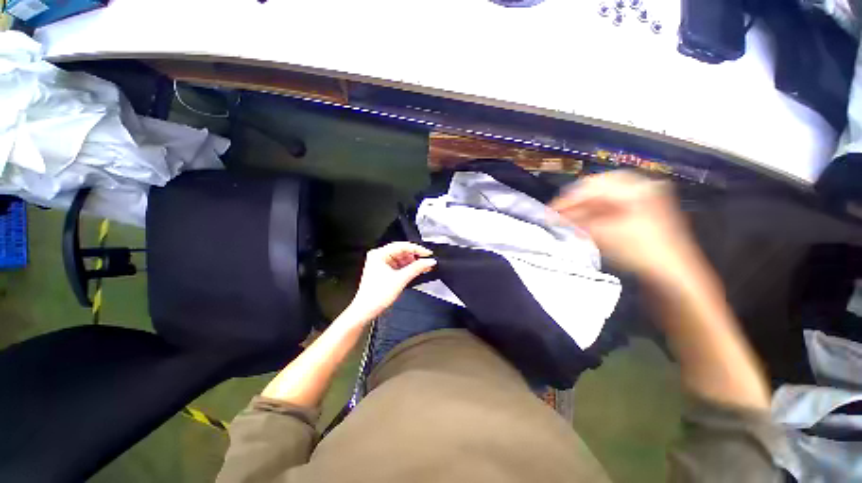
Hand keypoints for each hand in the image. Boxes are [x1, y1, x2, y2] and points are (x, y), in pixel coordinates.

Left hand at [346, 242, 436, 322]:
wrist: (366, 311)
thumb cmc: (376, 295)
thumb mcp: (400, 279)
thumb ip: (416, 268)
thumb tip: (429, 261)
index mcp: (379, 254)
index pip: (402, 246)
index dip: (417, 249)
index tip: (428, 254)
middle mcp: (379, 256)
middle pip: (402, 251)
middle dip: (416, 257)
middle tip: (428, 261)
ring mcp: (382, 264)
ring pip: (402, 259)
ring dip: (414, 263)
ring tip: (425, 266)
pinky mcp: (385, 271)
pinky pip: (399, 265)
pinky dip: (409, 268)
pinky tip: (418, 270)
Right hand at [549, 170, 699, 283]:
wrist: (672, 274)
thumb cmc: (641, 251)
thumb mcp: (604, 234)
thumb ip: (577, 222)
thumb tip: (555, 216)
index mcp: (635, 188)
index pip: (593, 185)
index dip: (569, 198)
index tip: (552, 209)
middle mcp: (640, 188)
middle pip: (598, 189)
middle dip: (575, 202)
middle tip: (558, 213)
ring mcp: (642, 200)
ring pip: (603, 199)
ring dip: (583, 209)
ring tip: (566, 219)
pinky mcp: (641, 212)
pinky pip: (611, 208)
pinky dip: (594, 214)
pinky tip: (582, 223)